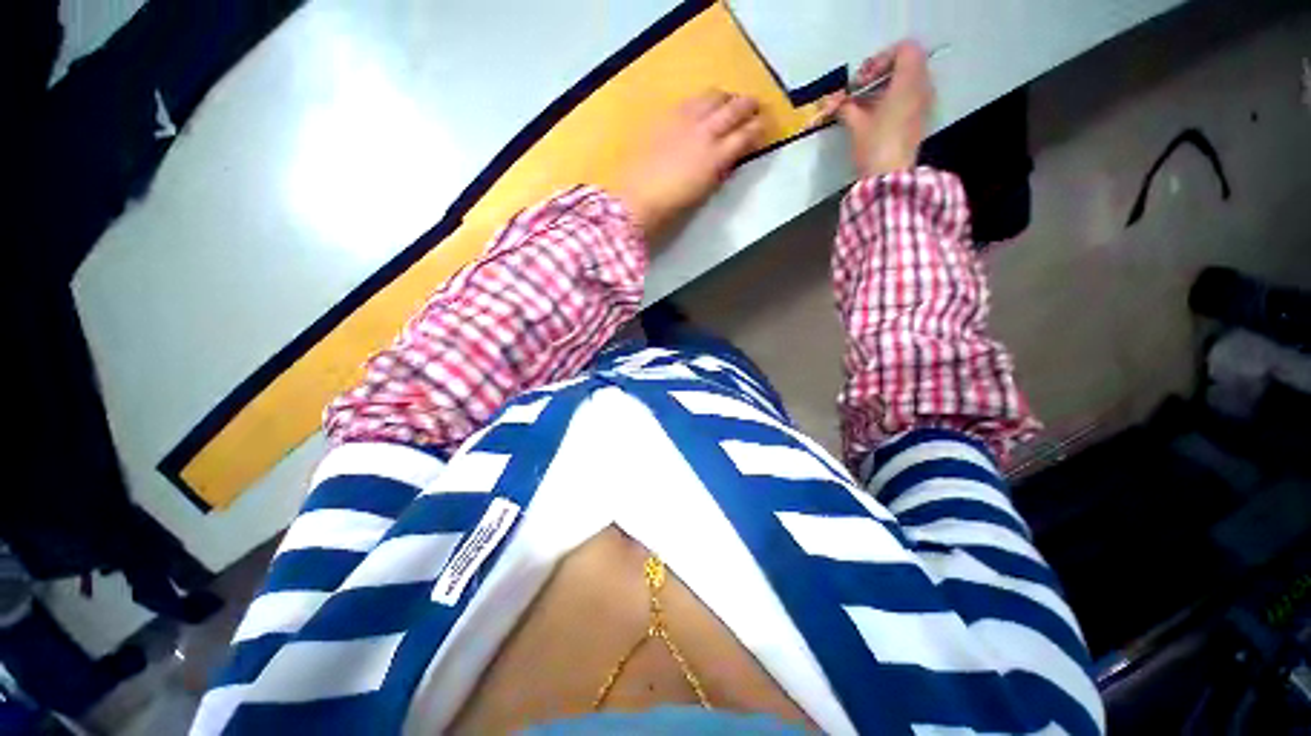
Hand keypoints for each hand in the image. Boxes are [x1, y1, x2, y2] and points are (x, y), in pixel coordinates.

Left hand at [616, 90, 764, 241]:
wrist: (635, 199)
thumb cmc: (670, 206)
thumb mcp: (703, 193)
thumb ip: (719, 171)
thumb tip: (728, 159)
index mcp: (716, 158)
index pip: (745, 135)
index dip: (758, 129)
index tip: (765, 127)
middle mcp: (705, 132)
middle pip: (734, 108)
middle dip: (748, 106)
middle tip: (755, 107)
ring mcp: (684, 120)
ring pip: (713, 96)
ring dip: (726, 98)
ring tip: (729, 102)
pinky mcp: (665, 117)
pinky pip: (690, 100)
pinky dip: (702, 101)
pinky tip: (701, 106)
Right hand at [821, 41, 933, 178]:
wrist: (890, 176)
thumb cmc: (875, 145)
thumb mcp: (856, 123)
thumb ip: (845, 106)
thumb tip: (834, 101)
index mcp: (909, 82)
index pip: (905, 49)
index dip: (881, 58)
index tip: (862, 80)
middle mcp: (922, 87)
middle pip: (907, 64)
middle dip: (881, 73)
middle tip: (861, 90)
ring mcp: (923, 104)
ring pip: (907, 81)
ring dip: (885, 87)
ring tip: (864, 105)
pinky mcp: (919, 119)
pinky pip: (909, 97)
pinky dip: (892, 100)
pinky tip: (874, 116)